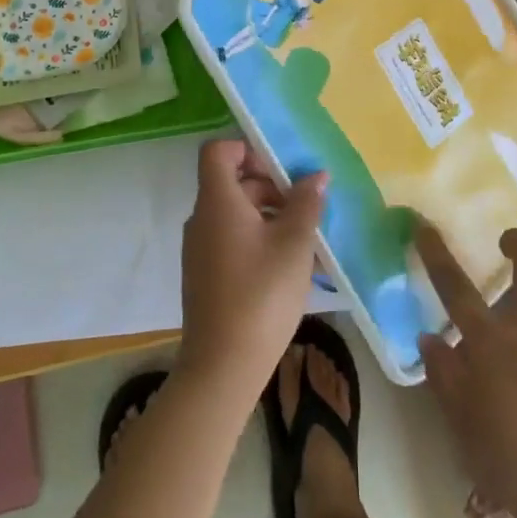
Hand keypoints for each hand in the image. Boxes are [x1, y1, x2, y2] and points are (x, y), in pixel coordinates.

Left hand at [178, 138, 327, 398]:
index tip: (282, 167)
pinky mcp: (206, 276)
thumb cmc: (261, 295)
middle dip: (271, 186)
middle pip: (232, 183)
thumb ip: (306, 203)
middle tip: (307, 204)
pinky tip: (292, 266)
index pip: (218, 151)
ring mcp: (201, 250)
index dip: (248, 149)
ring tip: (308, 238)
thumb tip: (316, 176)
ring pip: (236, 214)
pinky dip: (260, 240)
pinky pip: (233, 241)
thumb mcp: (294, 244)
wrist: (223, 368)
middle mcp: (202, 219)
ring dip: (271, 216)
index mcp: (217, 201)